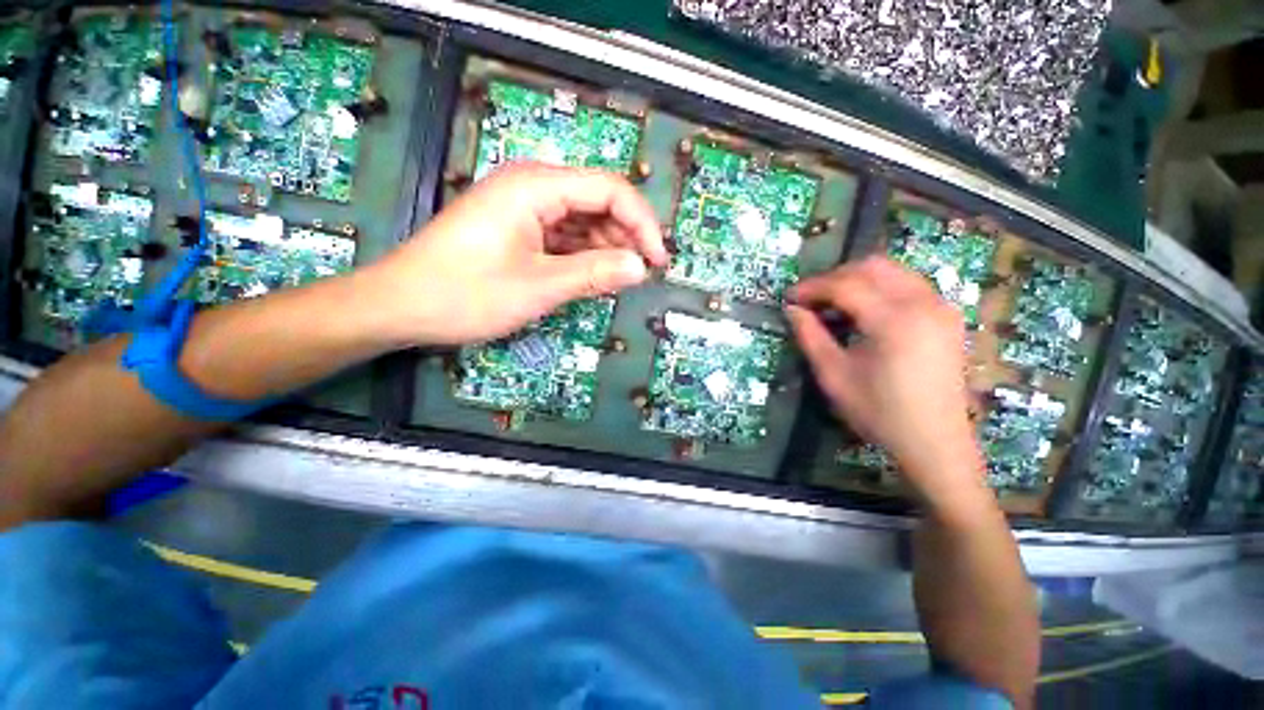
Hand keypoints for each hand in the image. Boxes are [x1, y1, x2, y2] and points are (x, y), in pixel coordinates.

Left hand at [363, 163, 667, 345]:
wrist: (401, 306)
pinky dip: (584, 255)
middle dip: (626, 236)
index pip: (609, 190)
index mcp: (535, 187)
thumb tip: (641, 268)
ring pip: (583, 220)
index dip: (641, 224)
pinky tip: (593, 275)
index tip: (658, 261)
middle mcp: (532, 187)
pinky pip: (564, 235)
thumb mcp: (538, 287)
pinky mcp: (518, 228)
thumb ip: (594, 274)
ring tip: (619, 279)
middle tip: (641, 274)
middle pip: (598, 201)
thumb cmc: (465, 294)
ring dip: (606, 247)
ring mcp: (524, 208)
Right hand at [786, 257, 985, 503]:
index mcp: (894, 320)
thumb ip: (810, 336)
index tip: (789, 298)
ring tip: (832, 303)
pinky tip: (863, 311)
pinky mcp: (946, 316)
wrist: (934, 442)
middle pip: (871, 266)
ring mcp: (940, 307)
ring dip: (856, 279)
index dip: (811, 287)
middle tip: (810, 299)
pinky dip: (879, 287)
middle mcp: (923, 303)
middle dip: (834, 277)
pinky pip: (908, 284)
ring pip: (892, 270)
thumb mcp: (834, 376)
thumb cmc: (879, 412)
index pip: (845, 285)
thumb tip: (792, 309)